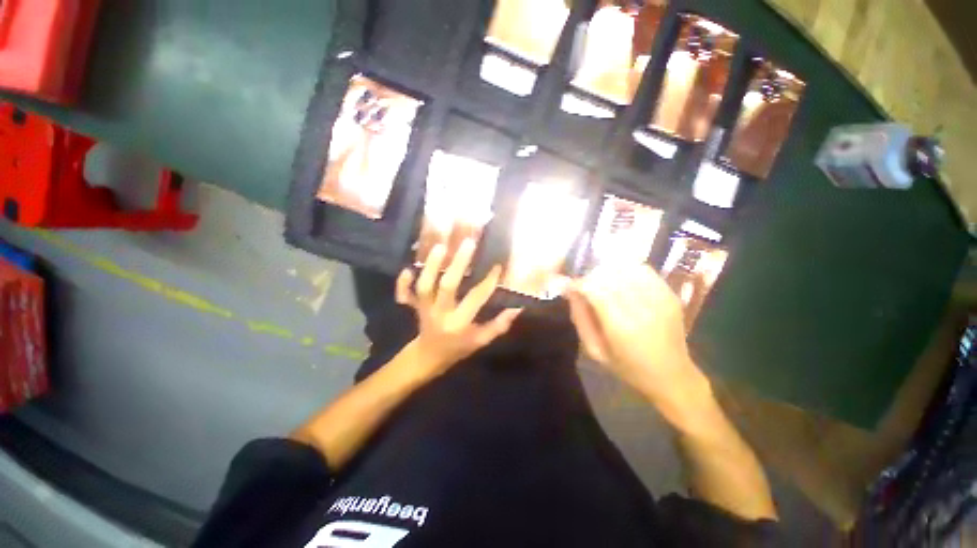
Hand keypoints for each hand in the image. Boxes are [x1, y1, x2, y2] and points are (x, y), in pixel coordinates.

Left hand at [396, 240, 520, 373]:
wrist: (428, 358)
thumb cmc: (458, 349)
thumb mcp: (480, 341)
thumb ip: (498, 326)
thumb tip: (517, 308)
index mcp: (459, 323)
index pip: (476, 299)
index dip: (488, 282)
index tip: (497, 266)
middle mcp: (440, 313)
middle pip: (447, 286)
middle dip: (458, 264)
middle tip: (469, 242)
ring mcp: (424, 309)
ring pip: (425, 286)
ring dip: (431, 266)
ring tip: (440, 246)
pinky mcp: (413, 306)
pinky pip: (405, 294)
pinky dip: (403, 283)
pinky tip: (408, 268)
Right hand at [566, 264, 699, 397]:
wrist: (672, 375)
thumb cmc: (628, 367)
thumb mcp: (595, 350)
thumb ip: (579, 318)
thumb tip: (569, 289)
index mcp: (621, 327)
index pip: (594, 288)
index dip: (579, 283)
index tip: (572, 287)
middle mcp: (643, 308)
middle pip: (609, 275)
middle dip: (591, 276)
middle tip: (586, 286)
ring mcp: (660, 299)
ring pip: (626, 268)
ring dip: (609, 272)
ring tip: (603, 283)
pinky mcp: (671, 294)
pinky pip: (644, 270)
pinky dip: (627, 270)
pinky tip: (622, 281)